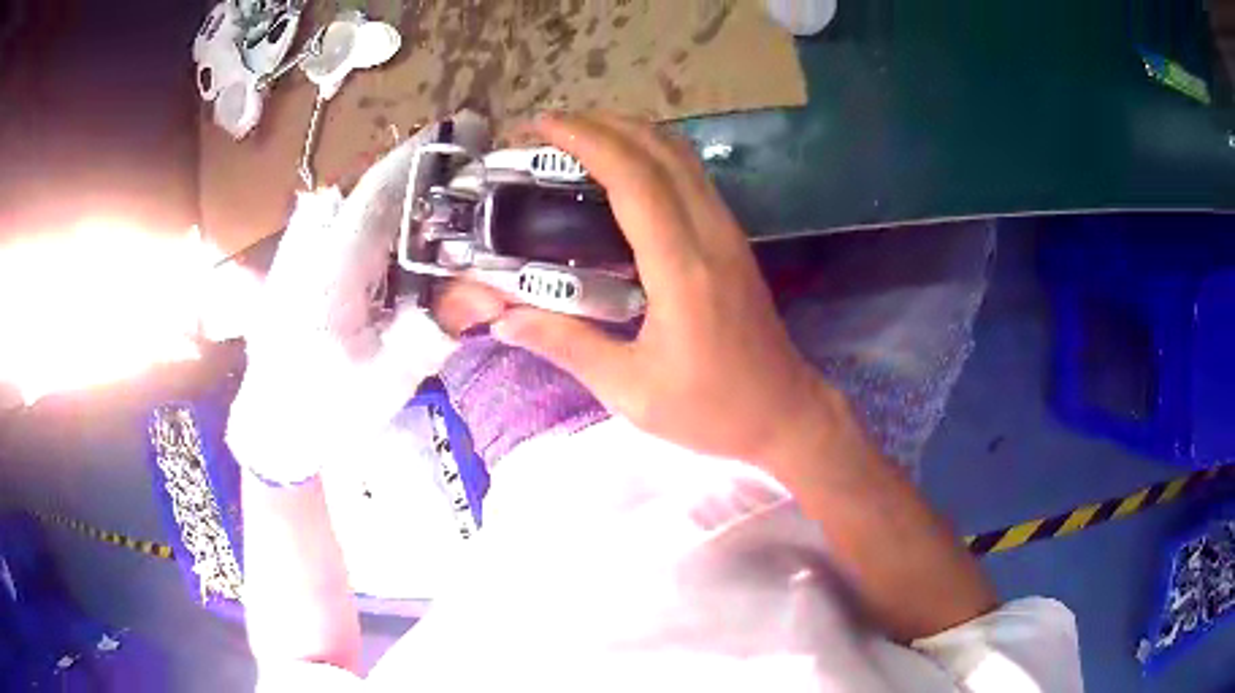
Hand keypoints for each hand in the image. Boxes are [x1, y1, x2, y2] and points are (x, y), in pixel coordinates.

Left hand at [226, 115, 489, 483]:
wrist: (271, 429)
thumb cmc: (326, 413)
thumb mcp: (386, 384)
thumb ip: (432, 334)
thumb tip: (487, 295)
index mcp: (328, 277)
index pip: (375, 197)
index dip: (417, 160)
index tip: (459, 132)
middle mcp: (307, 252)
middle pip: (364, 194)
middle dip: (413, 177)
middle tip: (460, 179)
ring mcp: (293, 255)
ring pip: (347, 206)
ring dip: (390, 197)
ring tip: (430, 209)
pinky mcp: (290, 265)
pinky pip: (332, 224)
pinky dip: (366, 220)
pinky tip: (385, 243)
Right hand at [489, 113, 835, 468]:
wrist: (784, 413)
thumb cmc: (710, 410)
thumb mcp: (630, 391)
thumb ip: (567, 346)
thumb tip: (506, 319)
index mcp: (682, 270)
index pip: (634, 180)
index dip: (587, 141)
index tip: (543, 125)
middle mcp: (711, 235)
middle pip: (660, 150)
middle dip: (603, 124)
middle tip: (551, 127)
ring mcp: (728, 232)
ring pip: (681, 156)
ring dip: (630, 133)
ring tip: (579, 137)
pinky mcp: (733, 239)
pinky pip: (691, 176)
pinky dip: (652, 154)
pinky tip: (622, 168)